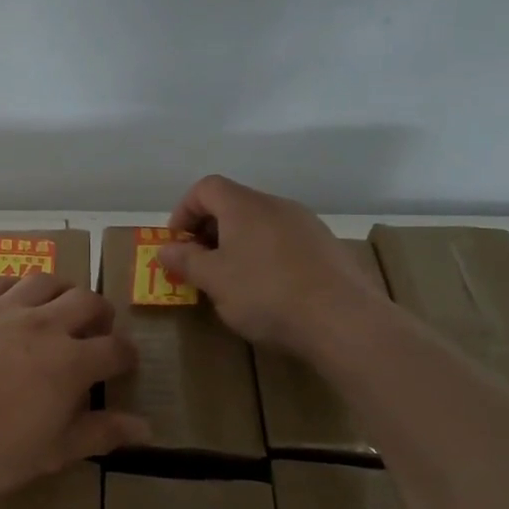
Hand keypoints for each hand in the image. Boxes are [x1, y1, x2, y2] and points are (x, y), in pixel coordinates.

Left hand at [0, 273, 148, 494]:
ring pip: (44, 281)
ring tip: (59, 304)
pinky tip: (11, 298)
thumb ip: (99, 434)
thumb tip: (146, 427)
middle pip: (86, 301)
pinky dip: (14, 286)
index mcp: (70, 363)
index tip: (125, 362)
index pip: (114, 349)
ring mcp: (2, 309)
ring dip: (61, 289)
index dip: (126, 355)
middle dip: (100, 312)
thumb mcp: (52, 452)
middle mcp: (43, 325)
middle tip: (98, 326)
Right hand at [157, 174, 392, 359]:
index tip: (178, 243)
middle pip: (233, 204)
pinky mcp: (328, 248)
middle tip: (200, 264)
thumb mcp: (214, 280)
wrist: (344, 321)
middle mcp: (276, 205)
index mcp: (244, 205)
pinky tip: (270, 289)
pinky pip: (285, 241)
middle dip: (209, 230)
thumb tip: (165, 249)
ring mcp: (307, 224)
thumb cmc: (266, 293)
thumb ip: (185, 260)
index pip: (205, 188)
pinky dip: (266, 255)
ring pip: (260, 224)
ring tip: (233, 280)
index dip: (184, 211)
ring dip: (238, 244)